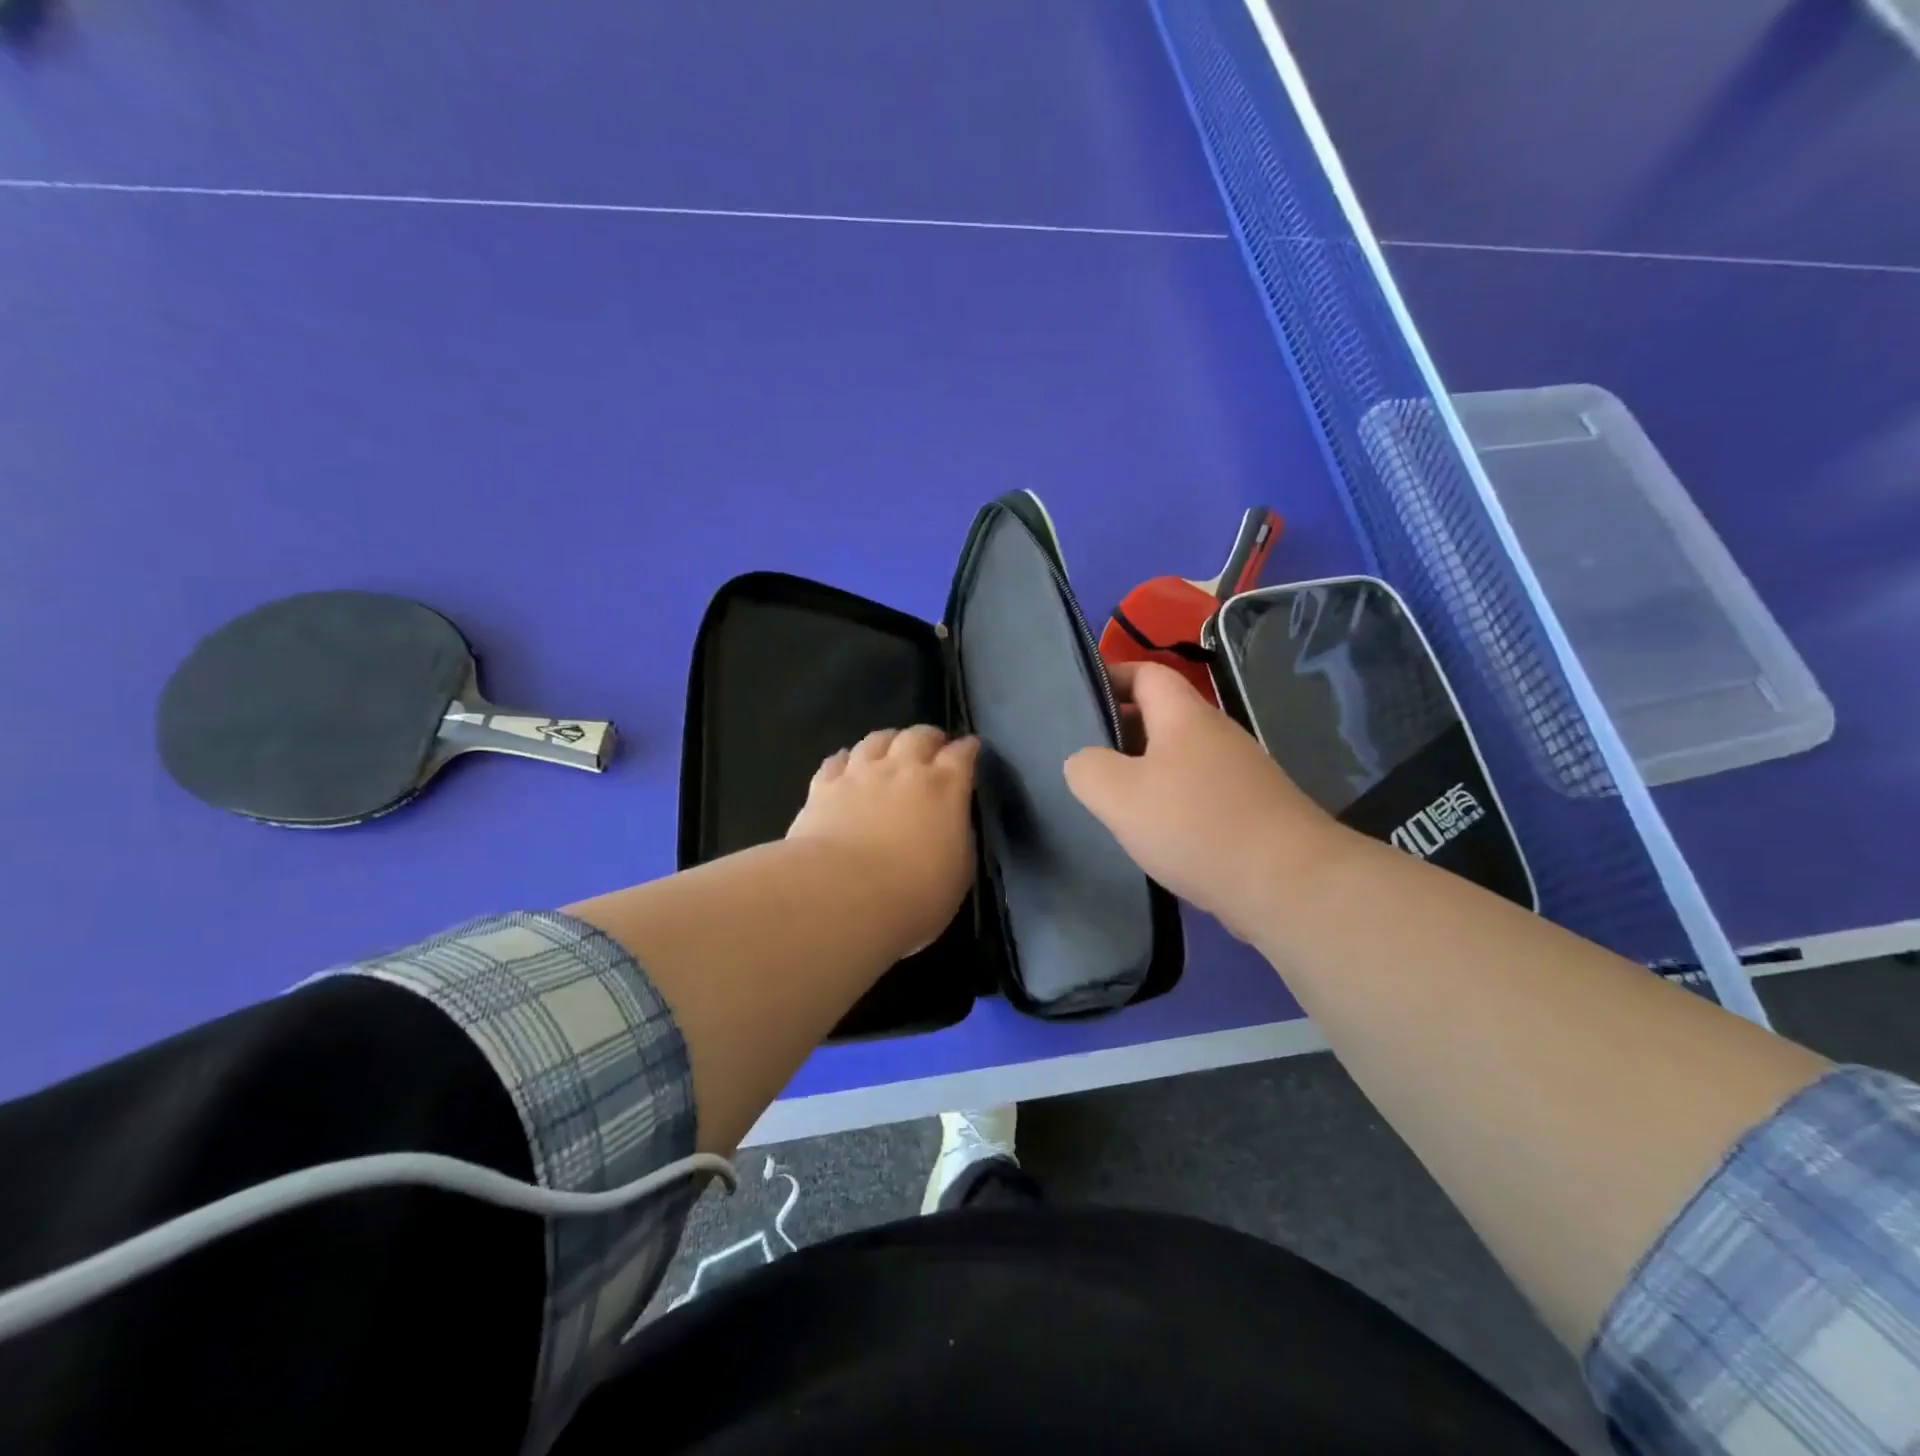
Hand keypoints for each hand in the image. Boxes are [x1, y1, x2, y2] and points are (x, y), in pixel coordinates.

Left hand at [788, 726, 980, 955]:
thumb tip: (951, 825)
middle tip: (933, 746)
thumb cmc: (913, 894)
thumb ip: (958, 838)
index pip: (962, 754)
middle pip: (919, 736)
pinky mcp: (824, 786)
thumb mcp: (959, 873)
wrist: (841, 895)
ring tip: (891, 748)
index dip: (968, 749)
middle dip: (929, 738)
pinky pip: (837, 760)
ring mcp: (860, 774)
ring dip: (889, 740)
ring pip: (877, 739)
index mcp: (944, 788)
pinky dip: (847, 758)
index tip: (970, 749)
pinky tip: (847, 764)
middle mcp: (903, 769)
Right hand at [1064, 662, 1348, 941]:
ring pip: (1179, 758)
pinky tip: (1155, 834)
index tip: (1080, 697)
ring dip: (1145, 770)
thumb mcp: (1120, 796)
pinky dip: (1171, 801)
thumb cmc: (1197, 826)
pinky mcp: (1252, 809)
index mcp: (1185, 717)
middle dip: (1122, 730)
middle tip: (1085, 757)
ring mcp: (1240, 772)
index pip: (1148, 673)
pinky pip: (1199, 791)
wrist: (1289, 884)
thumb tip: (1084, 761)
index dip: (1113, 676)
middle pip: (1163, 716)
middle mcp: (1217, 734)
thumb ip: (1088, 769)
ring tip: (1112, 800)